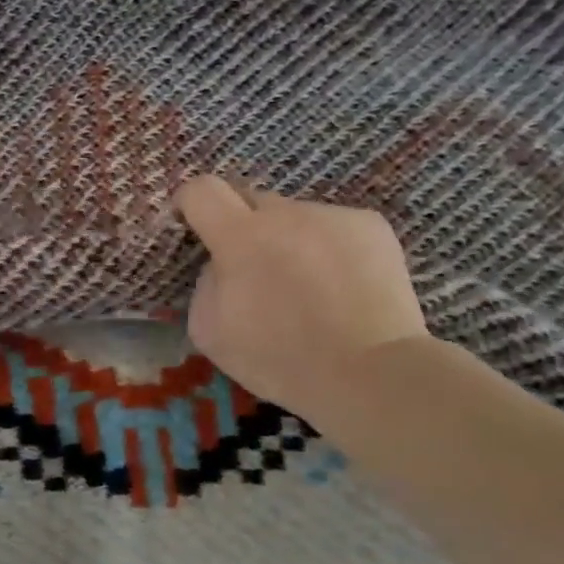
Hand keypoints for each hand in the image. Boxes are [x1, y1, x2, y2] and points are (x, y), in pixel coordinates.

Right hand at [176, 175, 427, 417]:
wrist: (369, 373)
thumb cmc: (278, 359)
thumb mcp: (209, 331)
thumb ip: (206, 283)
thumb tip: (221, 264)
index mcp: (239, 238)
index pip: (202, 191)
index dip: (191, 203)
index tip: (193, 224)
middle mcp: (286, 214)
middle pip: (251, 200)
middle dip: (244, 227)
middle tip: (254, 269)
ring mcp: (332, 216)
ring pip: (295, 217)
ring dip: (289, 239)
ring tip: (307, 286)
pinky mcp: (372, 226)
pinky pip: (333, 228)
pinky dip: (328, 249)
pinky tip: (340, 287)